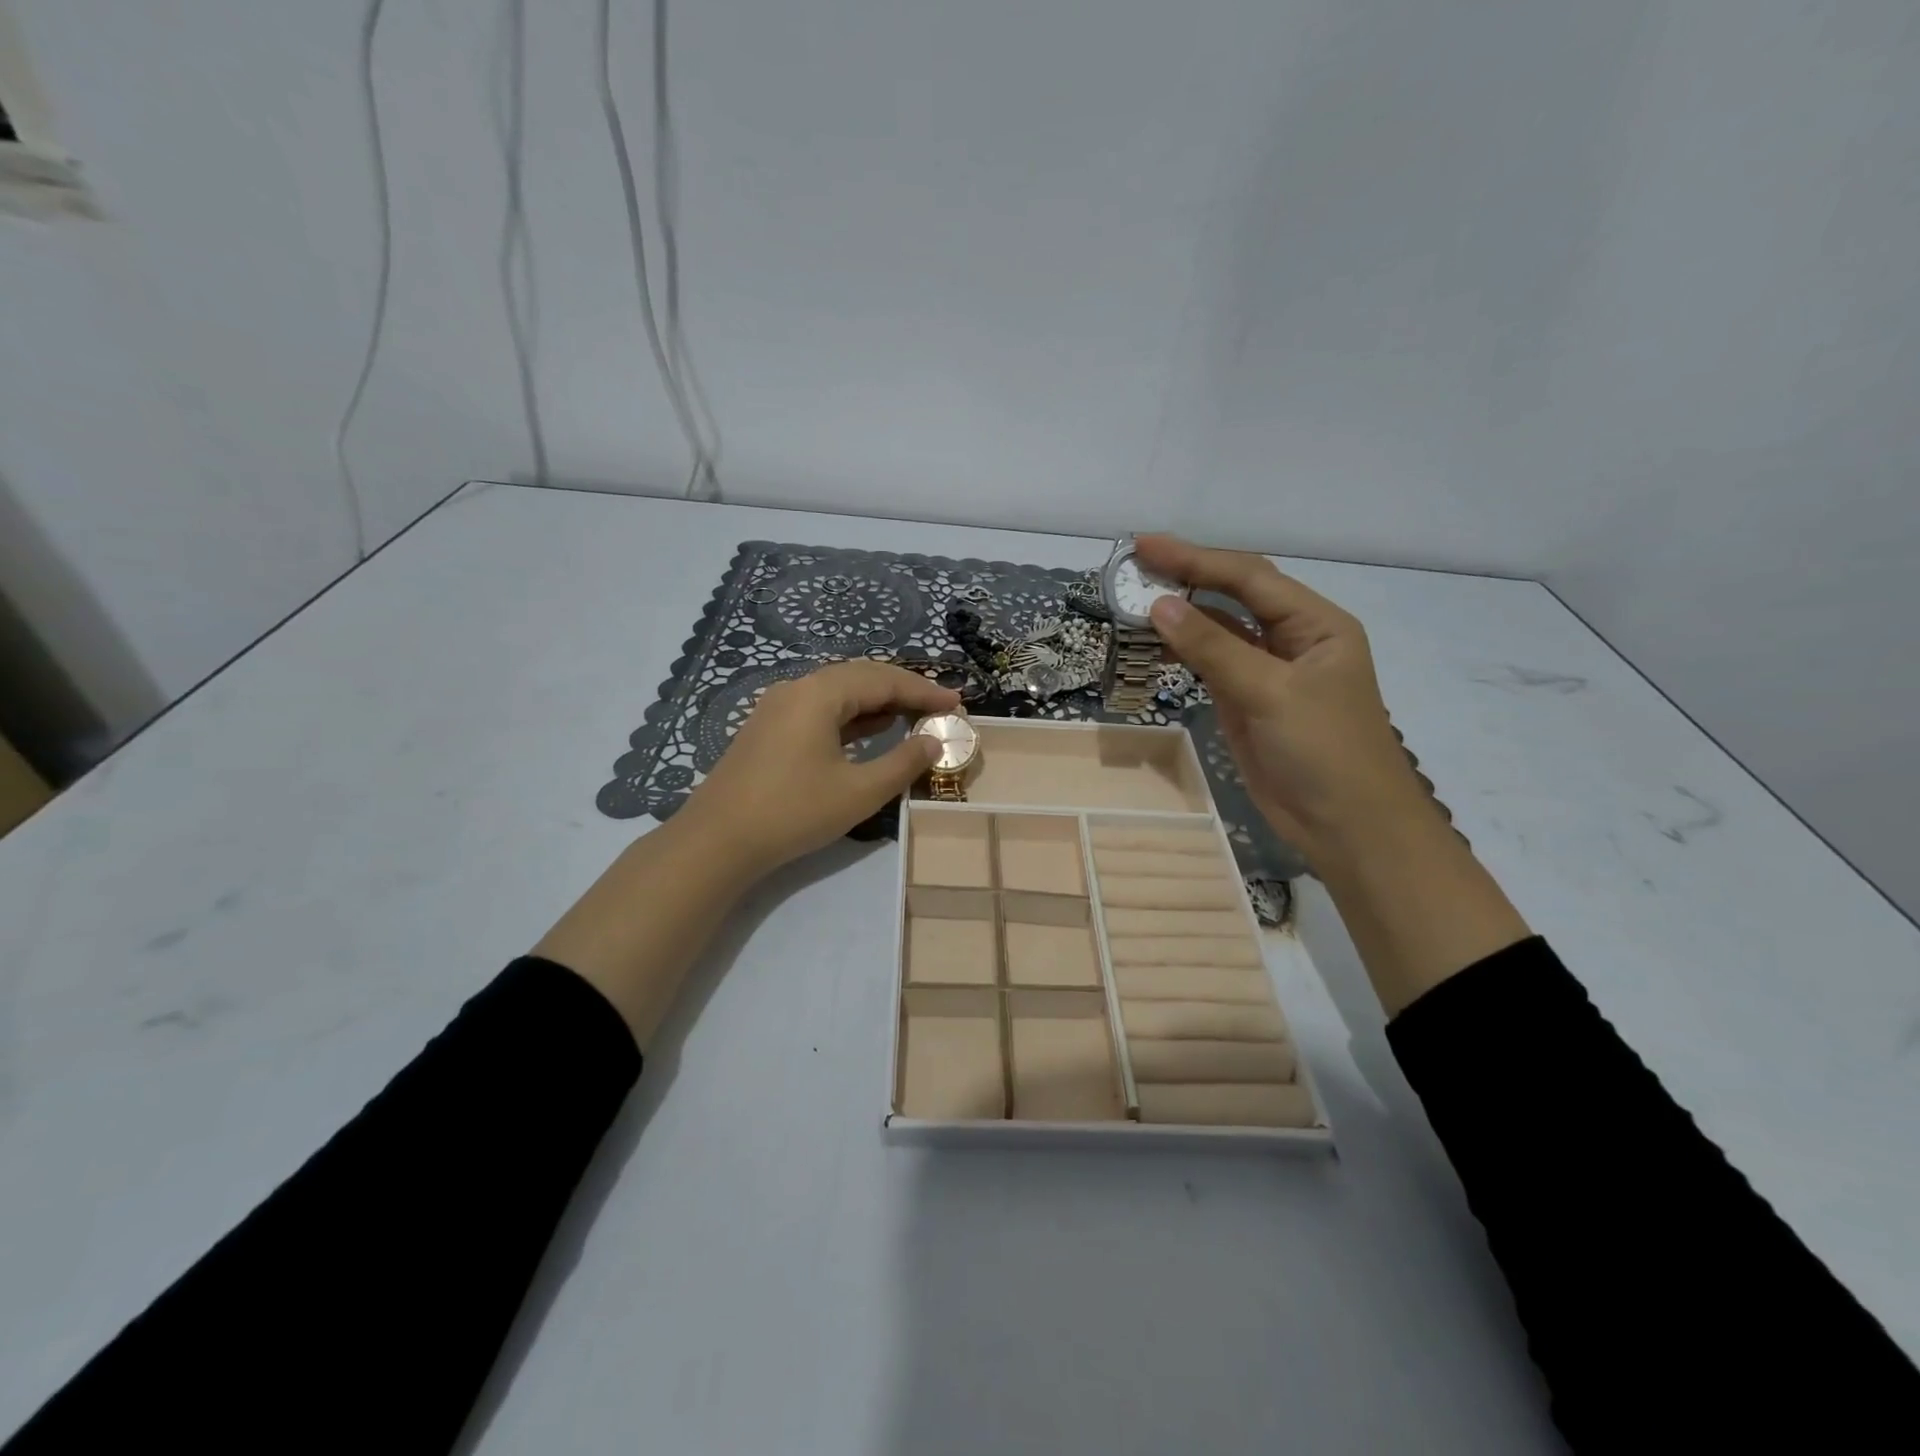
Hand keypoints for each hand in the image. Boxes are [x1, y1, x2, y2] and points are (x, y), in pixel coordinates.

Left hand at [674, 660, 958, 880]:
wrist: (718, 841)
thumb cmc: (793, 812)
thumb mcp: (859, 792)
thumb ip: (903, 763)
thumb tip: (934, 742)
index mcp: (818, 694)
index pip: (882, 680)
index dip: (924, 691)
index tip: (958, 703)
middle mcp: (797, 689)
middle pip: (860, 677)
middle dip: (903, 690)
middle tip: (940, 706)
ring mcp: (779, 708)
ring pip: (839, 692)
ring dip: (878, 701)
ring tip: (914, 715)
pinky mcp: (770, 729)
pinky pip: (821, 709)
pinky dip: (853, 716)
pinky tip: (872, 728)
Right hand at [1135, 535, 1431, 869]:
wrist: (1347, 828)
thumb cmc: (1324, 752)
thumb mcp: (1270, 692)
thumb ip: (1214, 647)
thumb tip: (1159, 605)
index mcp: (1316, 624)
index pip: (1249, 578)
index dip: (1196, 558)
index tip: (1144, 546)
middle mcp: (1293, 639)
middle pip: (1234, 596)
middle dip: (1187, 576)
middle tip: (1133, 565)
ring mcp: (1268, 672)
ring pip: (1219, 630)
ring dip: (1180, 614)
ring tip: (1133, 599)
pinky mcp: (1247, 702)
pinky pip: (1211, 664)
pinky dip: (1183, 651)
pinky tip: (1155, 641)